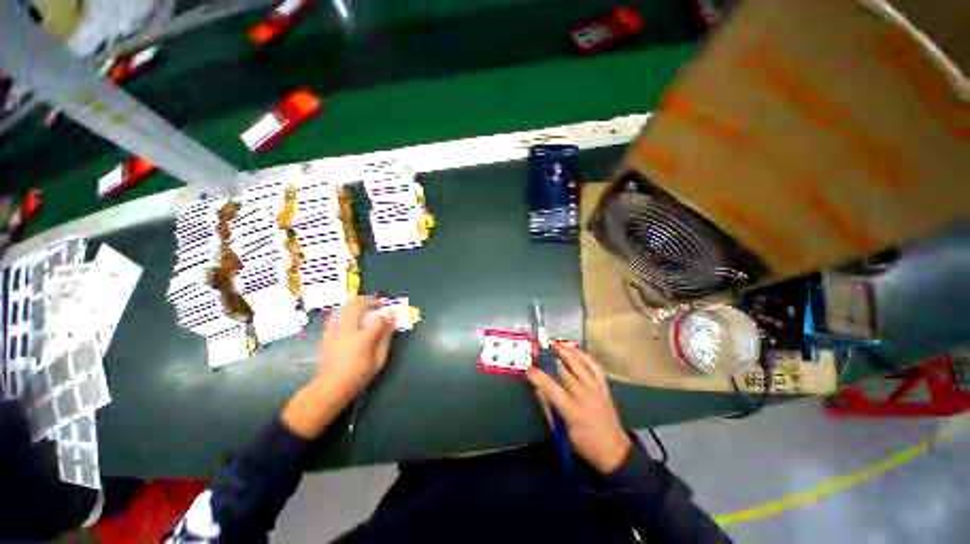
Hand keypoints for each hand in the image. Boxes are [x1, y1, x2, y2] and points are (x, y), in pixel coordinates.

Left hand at [318, 296, 395, 401]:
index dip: (385, 316)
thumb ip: (386, 339)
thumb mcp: (379, 360)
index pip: (377, 319)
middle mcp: (347, 330)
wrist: (331, 385)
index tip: (390, 317)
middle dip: (370, 301)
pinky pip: (336, 314)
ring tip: (366, 303)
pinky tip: (351, 312)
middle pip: (358, 306)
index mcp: (362, 339)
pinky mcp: (327, 333)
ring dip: (357, 302)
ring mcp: (335, 330)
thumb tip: (392, 322)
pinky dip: (345, 308)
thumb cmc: (359, 375)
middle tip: (379, 303)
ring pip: (344, 307)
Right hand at [527, 343, 631, 474]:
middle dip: (550, 359)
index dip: (538, 377)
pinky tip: (576, 350)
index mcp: (573, 410)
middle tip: (540, 351)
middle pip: (565, 372)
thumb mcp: (562, 433)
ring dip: (567, 352)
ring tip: (556, 343)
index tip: (529, 369)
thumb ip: (549, 409)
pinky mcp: (604, 387)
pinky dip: (585, 356)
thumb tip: (538, 390)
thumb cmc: (585, 445)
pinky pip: (595, 367)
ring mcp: (597, 389)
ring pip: (580, 365)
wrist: (615, 452)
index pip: (551, 388)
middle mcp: (585, 396)